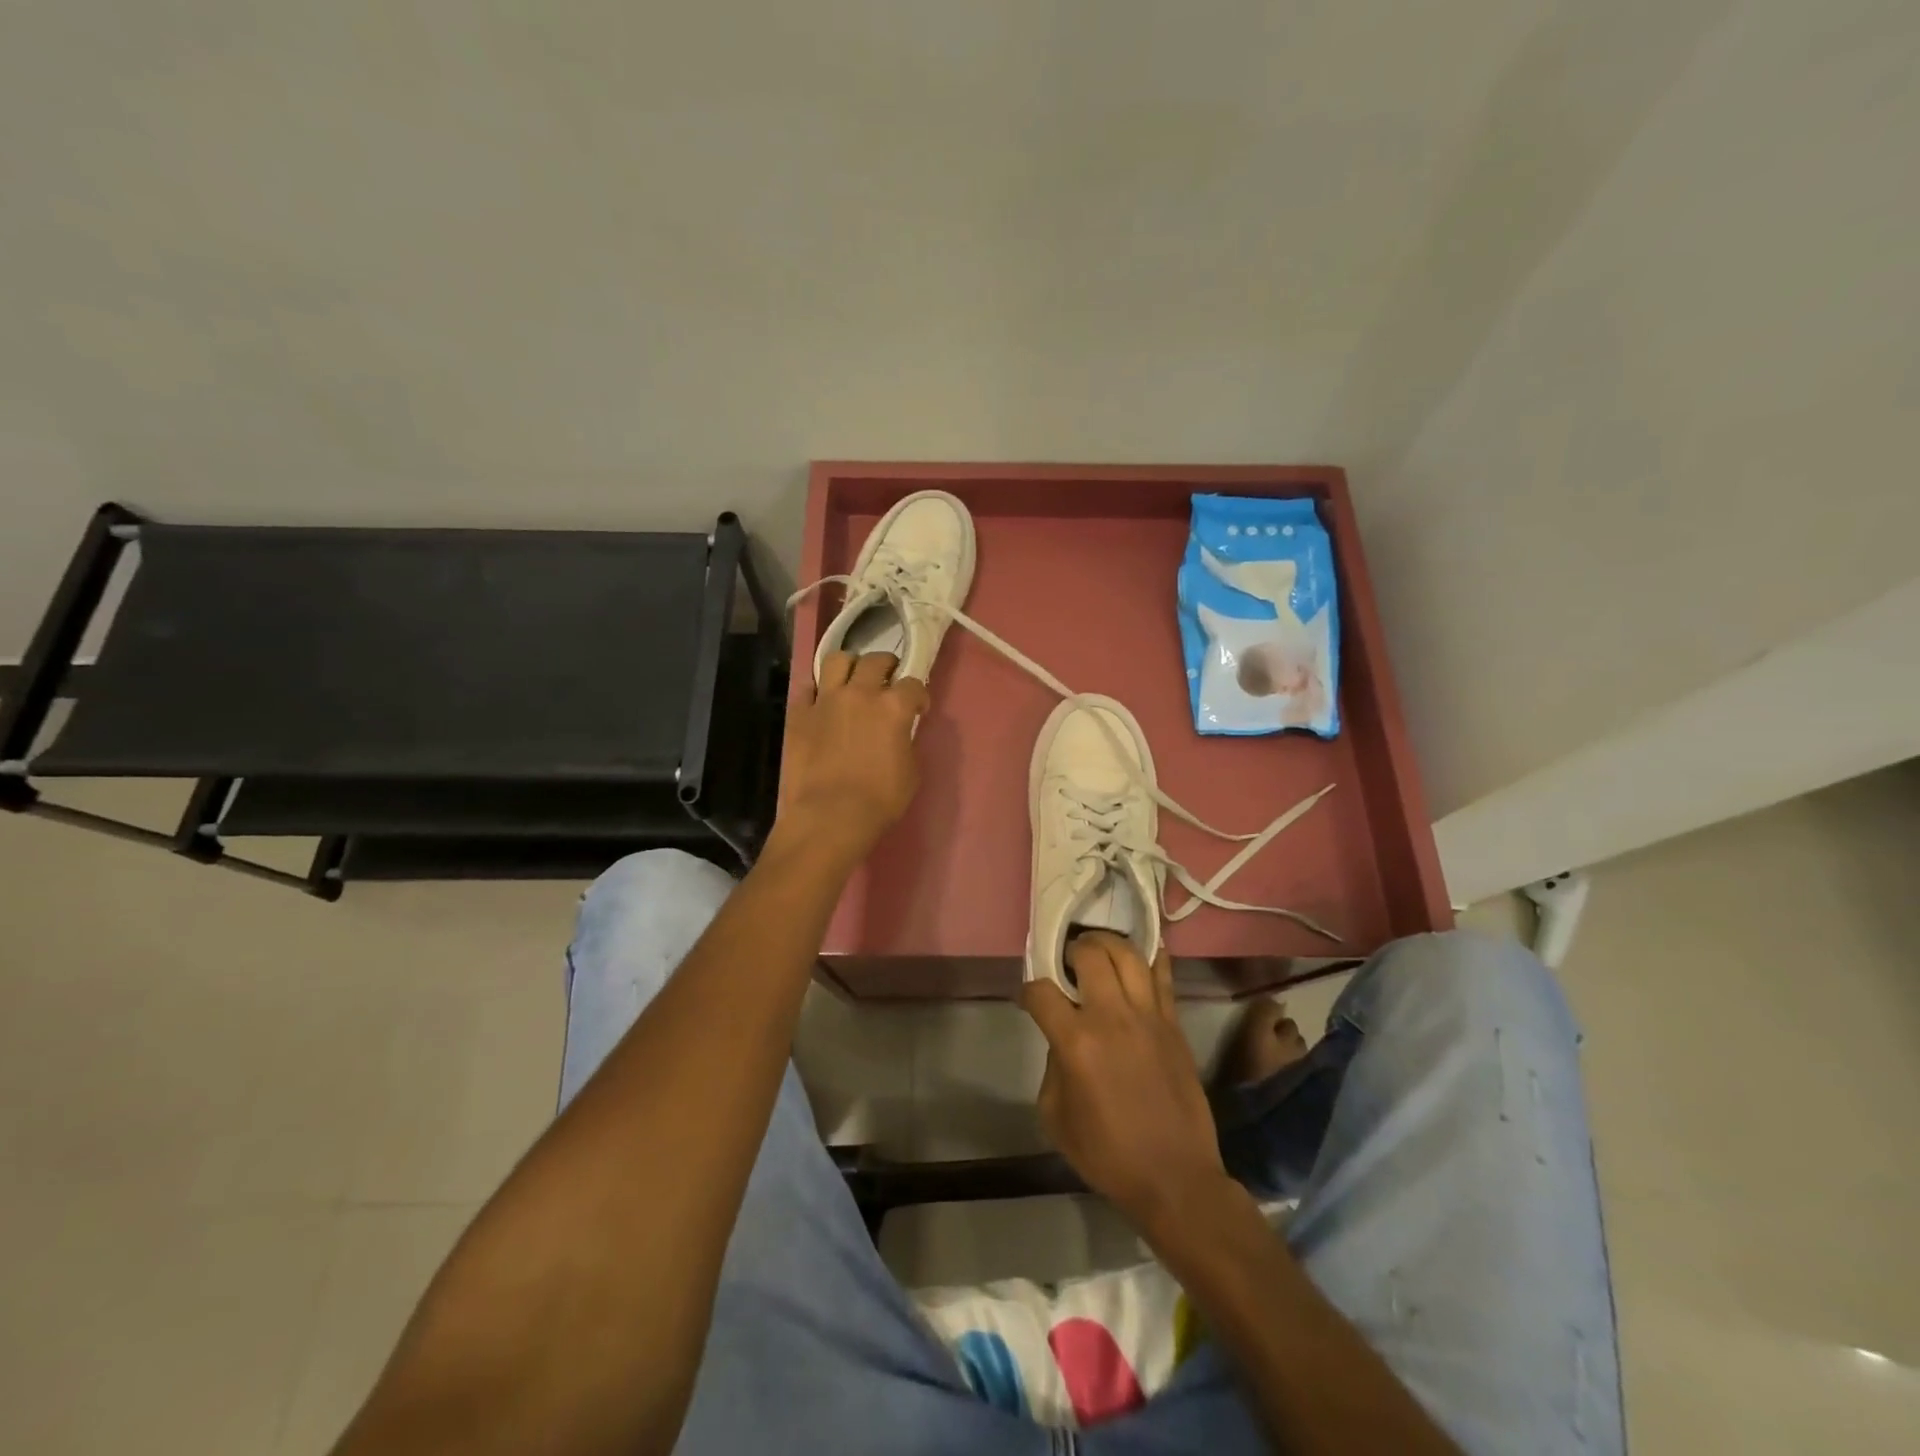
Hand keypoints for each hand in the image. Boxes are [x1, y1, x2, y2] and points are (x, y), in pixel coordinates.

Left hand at [770, 651, 928, 867]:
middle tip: (888, 682)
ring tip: (852, 679)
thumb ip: (906, 743)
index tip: (918, 708)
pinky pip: (806, 687)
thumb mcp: (910, 772)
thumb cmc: (879, 800)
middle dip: (887, 666)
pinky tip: (821, 701)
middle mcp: (860, 693)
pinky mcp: (799, 714)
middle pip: (876, 660)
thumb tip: (900, 734)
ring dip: (850, 665)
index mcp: (893, 707)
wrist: (829, 816)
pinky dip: (817, 690)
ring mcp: (826, 700)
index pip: (913, 684)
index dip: (919, 695)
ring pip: (837, 660)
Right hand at [1020, 931, 1231, 1234]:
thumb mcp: (1056, 1118)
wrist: (1175, 1178)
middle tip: (1067, 961)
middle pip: (1089, 954)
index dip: (1028, 991)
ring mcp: (1149, 1016)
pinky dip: (1151, 956)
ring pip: (1128, 954)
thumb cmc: (1109, 1155)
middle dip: (1071, 949)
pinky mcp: (1174, 1023)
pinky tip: (1139, 953)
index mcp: (1077, 1042)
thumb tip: (1063, 1040)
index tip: (1029, 1000)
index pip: (1042, 992)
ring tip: (1098, 949)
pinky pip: (1164, 975)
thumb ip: (1052, 1068)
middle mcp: (1112, 1017)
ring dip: (1108, 943)